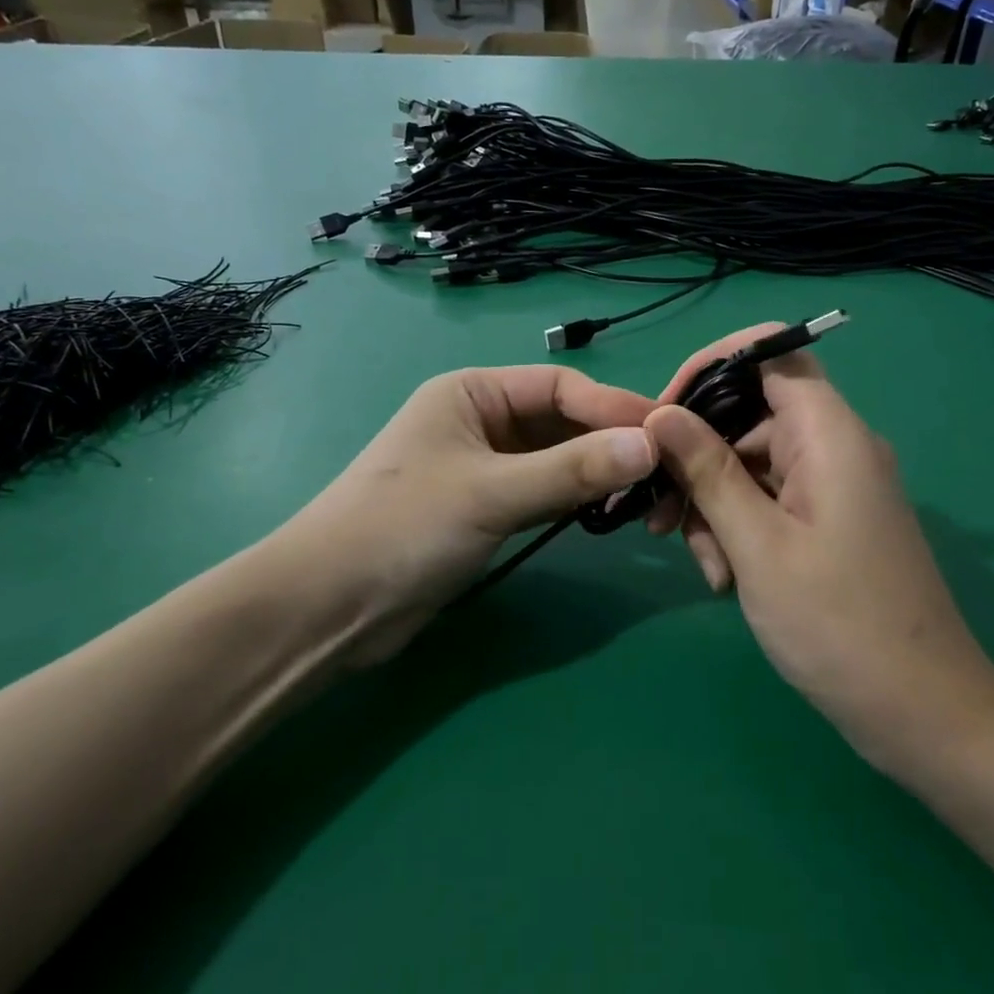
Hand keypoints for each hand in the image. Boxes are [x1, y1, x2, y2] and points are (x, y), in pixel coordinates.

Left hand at [286, 367, 656, 664]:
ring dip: (596, 471)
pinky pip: (543, 490)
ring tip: (646, 494)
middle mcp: (481, 421)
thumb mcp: (491, 493)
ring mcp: (483, 466)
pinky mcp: (485, 508)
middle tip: (665, 470)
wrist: (329, 607)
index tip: (665, 434)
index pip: (559, 386)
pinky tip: (606, 511)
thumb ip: (571, 470)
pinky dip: (574, 498)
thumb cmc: (402, 528)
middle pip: (561, 421)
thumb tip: (652, 443)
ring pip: (555, 458)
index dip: (612, 407)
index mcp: (473, 393)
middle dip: (609, 441)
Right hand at [643, 329, 993, 769]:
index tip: (662, 412)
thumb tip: (660, 412)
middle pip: (749, 416)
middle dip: (698, 459)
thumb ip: (707, 470)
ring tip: (708, 568)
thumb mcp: (757, 545)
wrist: (923, 715)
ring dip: (714, 505)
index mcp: (830, 434)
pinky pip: (769, 499)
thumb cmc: (838, 625)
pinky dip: (739, 528)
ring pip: (751, 464)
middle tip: (658, 514)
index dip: (711, 367)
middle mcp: (836, 447)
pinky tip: (726, 577)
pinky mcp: (829, 520)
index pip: (770, 354)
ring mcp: (834, 486)